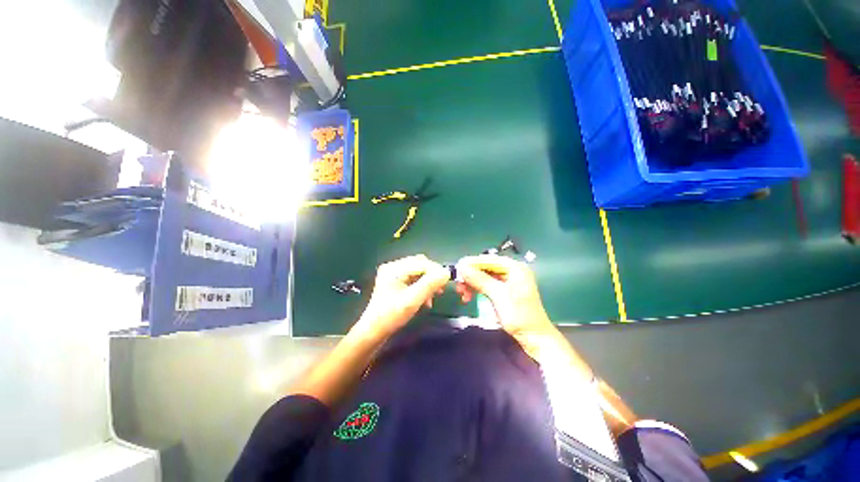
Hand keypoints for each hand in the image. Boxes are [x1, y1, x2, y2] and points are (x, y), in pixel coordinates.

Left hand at [352, 255, 449, 340]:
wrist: (374, 332)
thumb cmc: (391, 316)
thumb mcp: (412, 300)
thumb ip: (430, 285)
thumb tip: (446, 273)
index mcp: (394, 268)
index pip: (421, 263)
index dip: (436, 270)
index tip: (446, 282)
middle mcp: (394, 267)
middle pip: (420, 265)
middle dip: (432, 277)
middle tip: (440, 290)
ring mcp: (394, 274)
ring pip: (419, 272)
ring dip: (428, 283)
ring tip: (432, 297)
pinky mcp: (396, 282)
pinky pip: (415, 279)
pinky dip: (422, 287)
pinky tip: (426, 299)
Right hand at [455, 255, 554, 339]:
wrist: (534, 338)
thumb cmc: (520, 315)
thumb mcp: (498, 295)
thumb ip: (480, 279)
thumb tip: (461, 267)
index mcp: (514, 267)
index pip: (488, 259)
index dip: (471, 263)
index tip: (456, 270)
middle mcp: (511, 270)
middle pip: (485, 267)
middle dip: (470, 275)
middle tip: (458, 285)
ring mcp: (508, 280)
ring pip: (483, 276)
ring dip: (471, 283)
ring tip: (462, 293)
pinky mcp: (503, 290)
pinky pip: (486, 284)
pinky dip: (477, 288)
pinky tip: (469, 296)